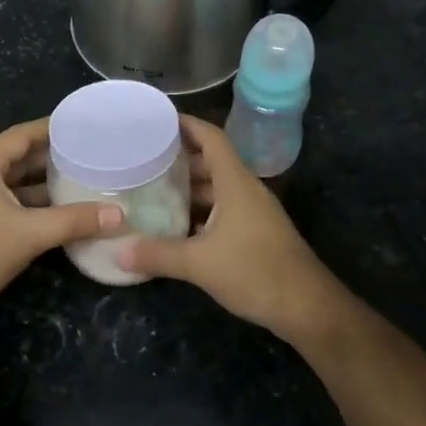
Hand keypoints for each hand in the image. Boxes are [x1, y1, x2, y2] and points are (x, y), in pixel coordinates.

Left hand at [0, 118, 121, 319]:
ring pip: (16, 185)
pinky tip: (61, 216)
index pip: (22, 134)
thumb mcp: (28, 235)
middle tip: (94, 156)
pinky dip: (35, 206)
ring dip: (46, 185)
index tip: (85, 125)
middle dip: (55, 158)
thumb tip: (119, 214)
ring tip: (85, 183)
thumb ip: (74, 221)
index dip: (52, 128)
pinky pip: (11, 205)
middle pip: (20, 158)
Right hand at [118, 115, 340, 338]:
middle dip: (179, 159)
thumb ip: (158, 254)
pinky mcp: (255, 232)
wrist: (306, 306)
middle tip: (143, 161)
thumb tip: (119, 251)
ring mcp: (253, 212)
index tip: (157, 119)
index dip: (186, 124)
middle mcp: (245, 190)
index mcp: (236, 183)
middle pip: (211, 162)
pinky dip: (200, 212)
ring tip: (153, 191)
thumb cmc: (255, 271)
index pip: (211, 138)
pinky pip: (223, 210)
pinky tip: (177, 226)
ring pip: (217, 188)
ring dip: (189, 188)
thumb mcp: (200, 264)